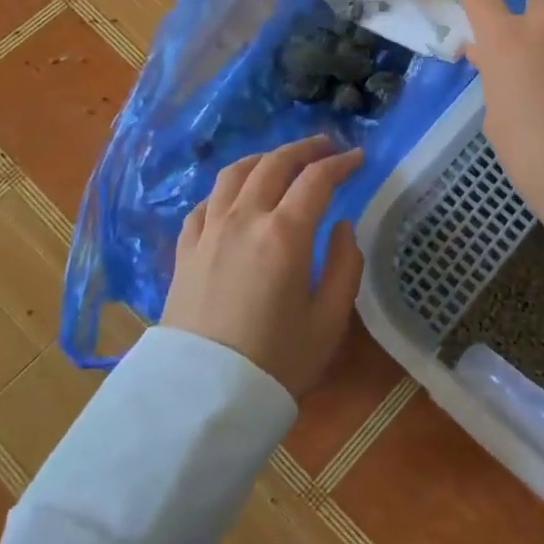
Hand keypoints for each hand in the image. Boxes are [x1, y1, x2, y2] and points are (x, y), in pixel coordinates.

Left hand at [161, 136, 365, 397]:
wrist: (202, 397)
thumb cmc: (277, 361)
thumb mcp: (329, 320)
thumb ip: (344, 265)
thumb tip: (341, 227)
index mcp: (284, 233)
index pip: (316, 179)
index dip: (341, 163)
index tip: (358, 158)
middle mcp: (244, 219)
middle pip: (274, 164)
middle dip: (304, 149)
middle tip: (326, 146)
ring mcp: (209, 231)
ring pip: (234, 174)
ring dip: (264, 158)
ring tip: (281, 160)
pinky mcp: (185, 250)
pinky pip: (206, 203)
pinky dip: (227, 189)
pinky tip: (235, 197)